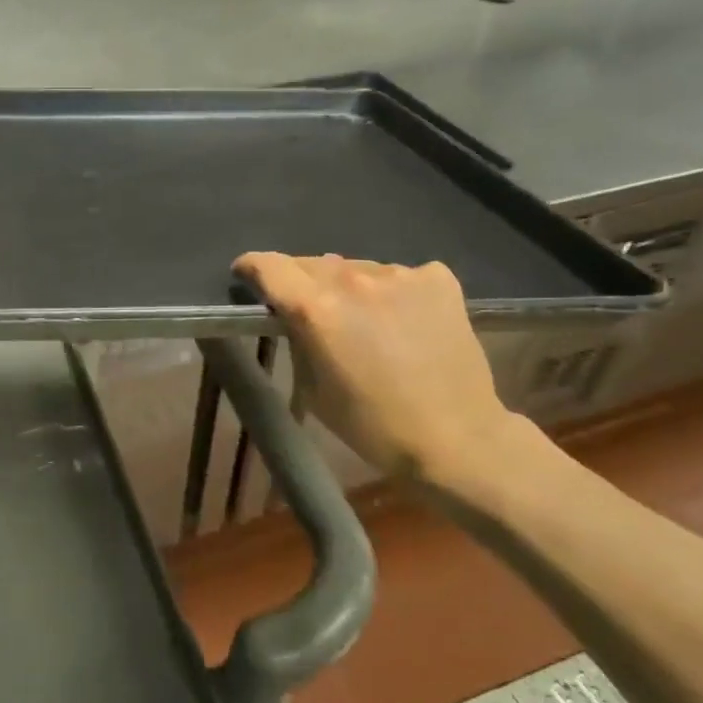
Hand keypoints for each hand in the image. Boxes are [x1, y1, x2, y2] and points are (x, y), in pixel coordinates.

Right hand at [233, 253, 522, 489]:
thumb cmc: (373, 426)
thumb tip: (294, 313)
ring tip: (363, 320)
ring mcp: (401, 275)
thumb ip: (299, 339)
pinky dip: (392, 291)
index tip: (246, 273)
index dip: (252, 266)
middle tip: (309, 310)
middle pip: (313, 264)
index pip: (270, 266)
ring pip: (357, 269)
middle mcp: (355, 280)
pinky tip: (404, 320)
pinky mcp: (438, 279)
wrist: (456, 438)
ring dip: (349, 288)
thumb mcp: (314, 389)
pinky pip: (399, 275)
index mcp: (317, 309)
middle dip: (301, 281)